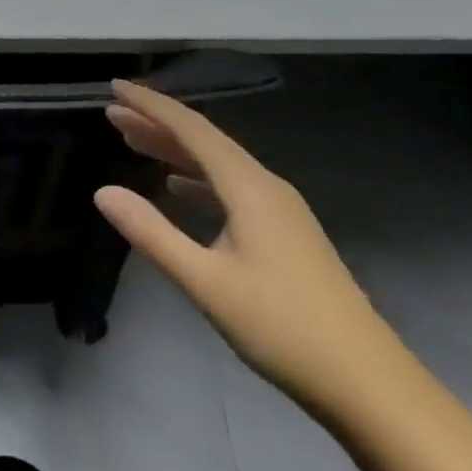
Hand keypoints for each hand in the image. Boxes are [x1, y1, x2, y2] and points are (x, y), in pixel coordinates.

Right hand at [94, 80, 404, 415]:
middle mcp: (266, 186)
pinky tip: (179, 187)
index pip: (191, 129)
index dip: (150, 105)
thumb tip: (102, 192)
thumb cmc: (282, 328)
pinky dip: (198, 177)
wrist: (369, 384)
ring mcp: (280, 209)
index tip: (114, 86)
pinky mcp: (286, 232)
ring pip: (218, 163)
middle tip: (113, 114)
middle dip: (157, 123)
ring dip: (175, 149)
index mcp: (249, 187)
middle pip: (204, 140)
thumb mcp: (206, 283)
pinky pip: (231, 186)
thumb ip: (151, 234)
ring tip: (134, 142)